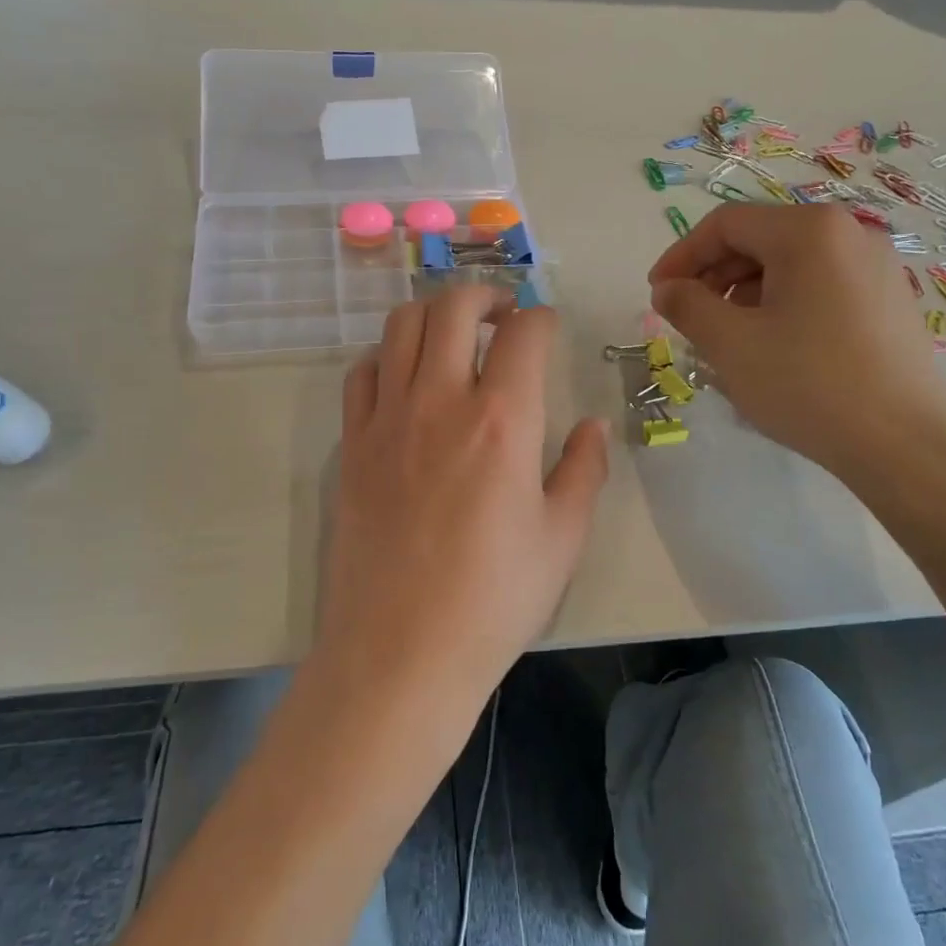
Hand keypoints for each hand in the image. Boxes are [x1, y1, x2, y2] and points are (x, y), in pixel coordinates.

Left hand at [319, 285, 608, 707]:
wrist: (400, 651)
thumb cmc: (493, 600)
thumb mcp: (562, 539)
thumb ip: (584, 470)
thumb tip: (594, 426)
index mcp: (503, 421)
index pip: (523, 333)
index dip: (541, 318)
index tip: (547, 327)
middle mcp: (441, 401)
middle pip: (453, 307)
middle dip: (483, 293)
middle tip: (500, 313)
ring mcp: (387, 419)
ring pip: (400, 326)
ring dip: (432, 313)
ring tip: (452, 333)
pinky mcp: (351, 444)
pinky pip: (362, 373)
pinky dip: (385, 356)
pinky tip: (403, 378)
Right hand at [647, 204, 945, 478]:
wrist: (904, 443)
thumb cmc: (807, 383)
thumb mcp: (730, 343)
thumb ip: (687, 305)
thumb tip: (667, 290)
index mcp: (809, 231)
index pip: (725, 225)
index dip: (681, 255)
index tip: (656, 294)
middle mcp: (849, 233)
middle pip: (760, 239)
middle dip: (713, 276)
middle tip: (688, 318)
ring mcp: (877, 266)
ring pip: (789, 265)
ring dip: (744, 293)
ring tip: (727, 338)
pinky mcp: (889, 300)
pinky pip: (820, 286)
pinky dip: (782, 304)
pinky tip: (772, 346)